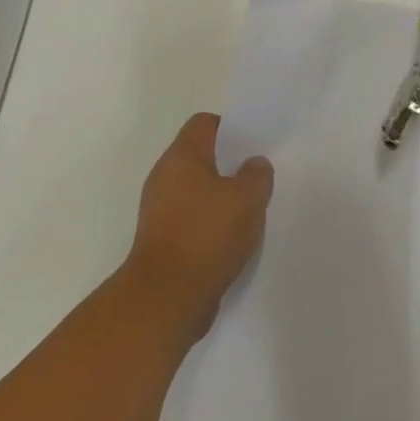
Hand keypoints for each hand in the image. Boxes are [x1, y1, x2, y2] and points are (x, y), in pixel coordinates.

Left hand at [124, 113, 272, 341]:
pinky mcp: (163, 239)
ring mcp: (160, 209)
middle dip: (231, 166)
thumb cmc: (207, 235)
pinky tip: (234, 239)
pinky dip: (212, 224)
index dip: (231, 128)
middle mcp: (165, 176)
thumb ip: (257, 175)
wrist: (167, 297)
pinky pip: (193, 219)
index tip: (254, 145)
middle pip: (202, 157)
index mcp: (182, 156)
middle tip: (259, 179)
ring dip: (223, 198)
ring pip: (198, 190)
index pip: (205, 123)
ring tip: (252, 211)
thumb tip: (254, 164)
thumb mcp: (247, 199)